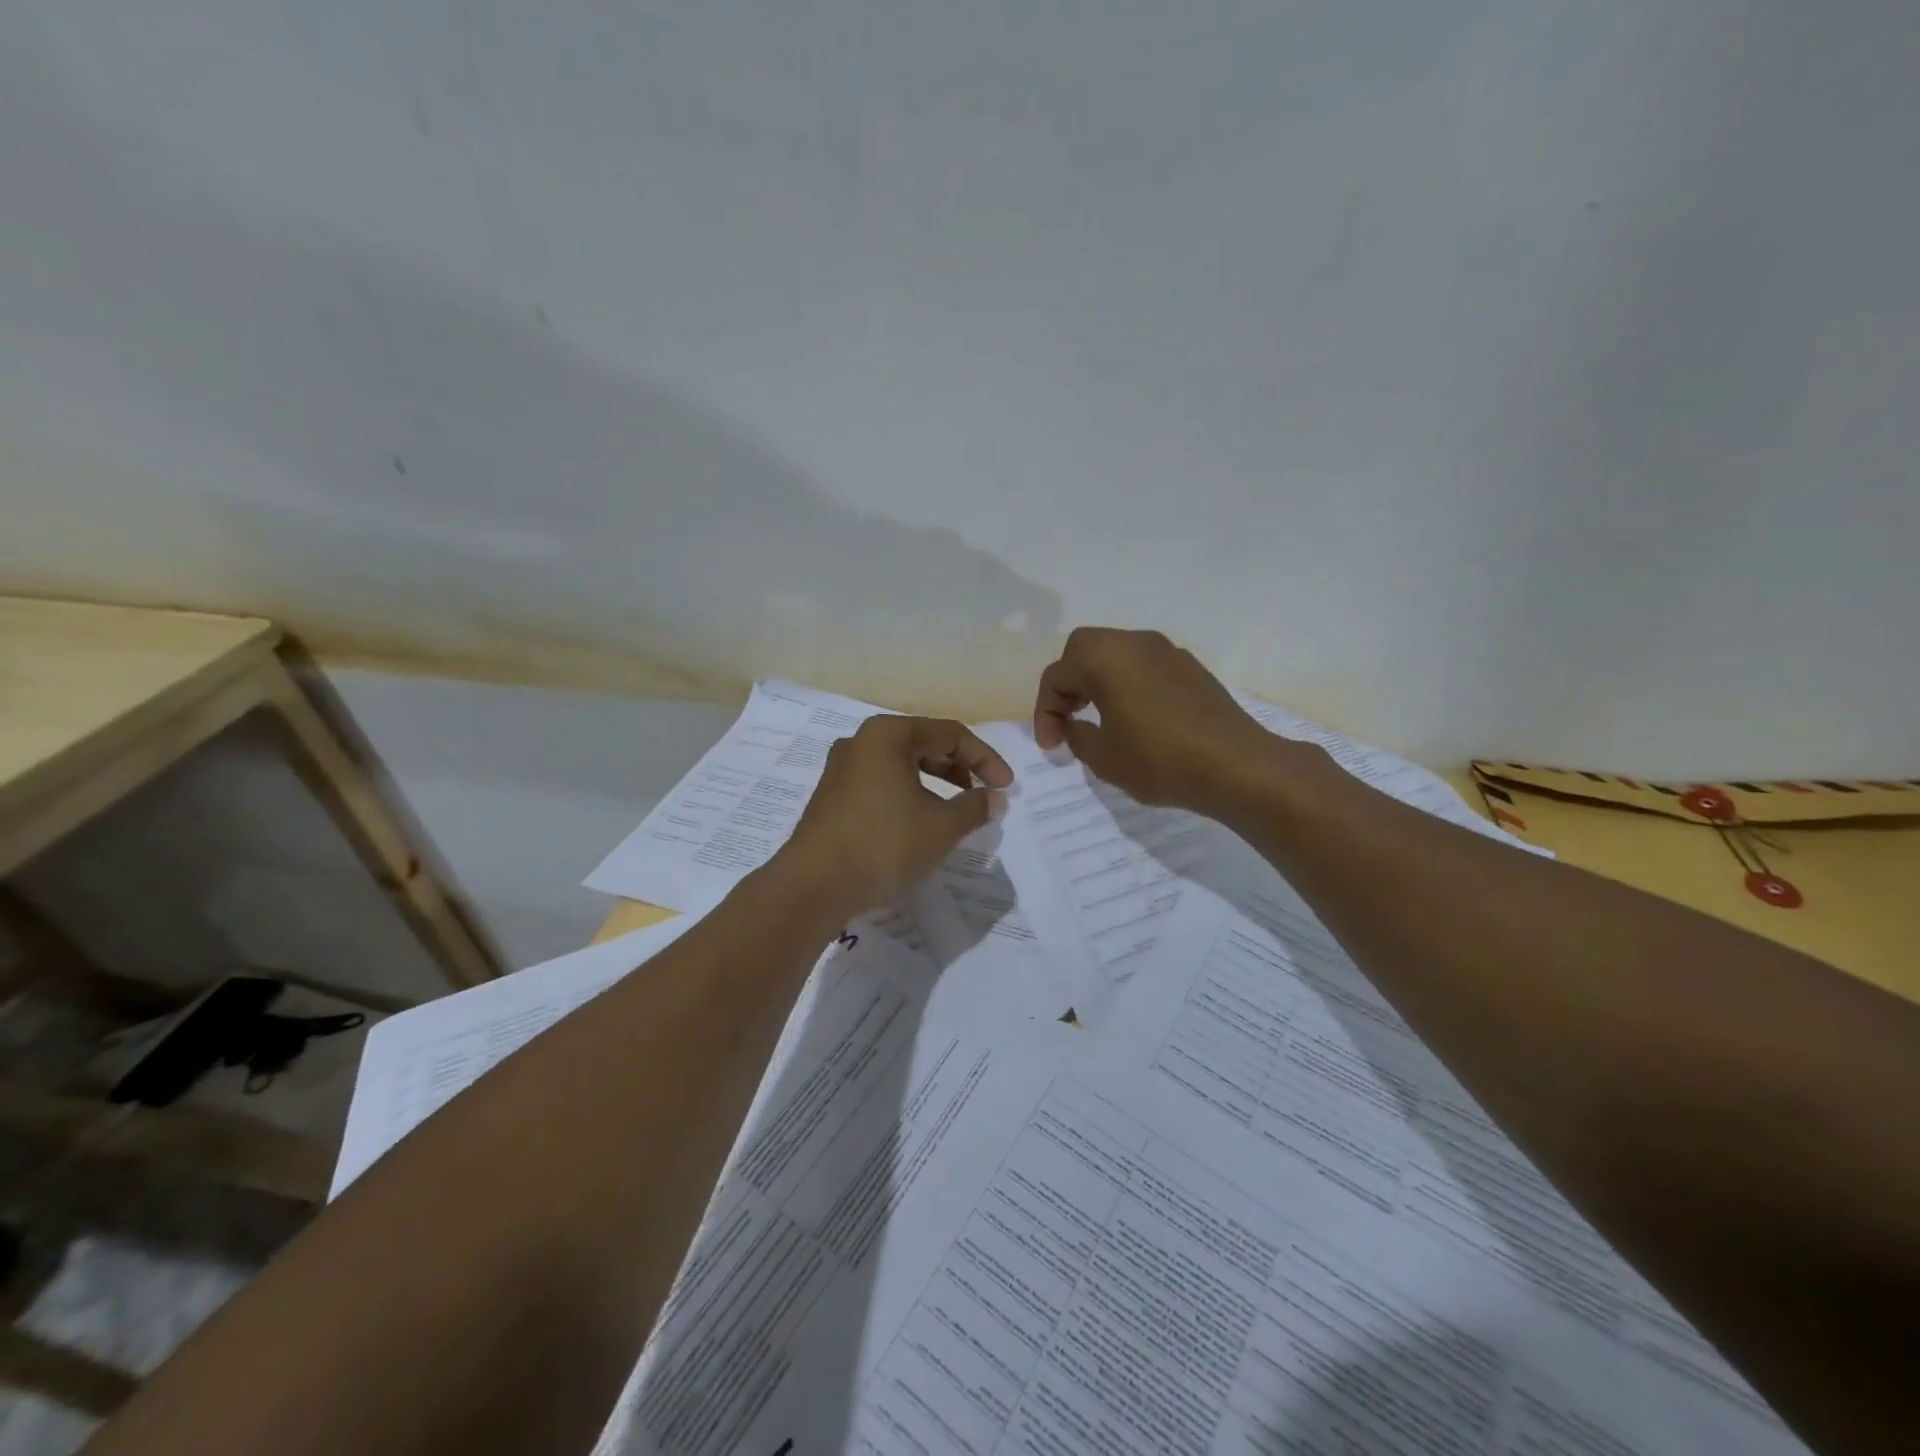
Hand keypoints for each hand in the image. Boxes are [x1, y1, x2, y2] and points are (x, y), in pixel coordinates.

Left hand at [780, 716, 1012, 916]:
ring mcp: (841, 768)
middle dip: (960, 768)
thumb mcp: (942, 826)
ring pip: (900, 764)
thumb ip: (975, 807)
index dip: (985, 759)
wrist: (814, 884)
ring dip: (934, 782)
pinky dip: (908, 794)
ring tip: (955, 810)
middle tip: (983, 794)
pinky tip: (919, 821)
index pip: (950, 734)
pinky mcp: (831, 795)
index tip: (1006, 787)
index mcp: (889, 734)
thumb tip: (995, 798)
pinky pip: (880, 782)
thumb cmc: (884, 844)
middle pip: (923, 743)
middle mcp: (861, 741)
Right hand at [1034, 627, 1278, 815]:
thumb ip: (1076, 736)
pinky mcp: (1190, 667)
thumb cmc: (1159, 760)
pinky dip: (1128, 684)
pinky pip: (1145, 666)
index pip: (1057, 676)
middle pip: (1083, 650)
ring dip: (1099, 681)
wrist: (1236, 765)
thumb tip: (1076, 726)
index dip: (1045, 713)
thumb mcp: (1102, 757)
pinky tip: (1135, 718)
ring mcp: (1167, 651)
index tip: (1051, 747)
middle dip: (1069, 683)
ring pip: (1116, 654)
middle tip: (1069, 718)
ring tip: (1099, 719)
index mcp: (1104, 658)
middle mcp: (1134, 642)